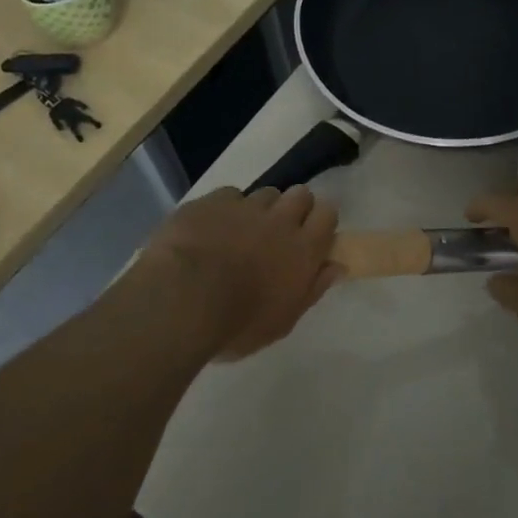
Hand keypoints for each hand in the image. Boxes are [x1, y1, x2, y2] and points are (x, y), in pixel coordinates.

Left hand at [139, 186, 340, 360]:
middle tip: (278, 232)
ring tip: (241, 231)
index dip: (321, 220)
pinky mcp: (212, 200)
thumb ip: (312, 289)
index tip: (311, 235)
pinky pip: (228, 196)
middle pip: (300, 194)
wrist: (181, 300)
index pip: (328, 215)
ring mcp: (245, 206)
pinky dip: (225, 209)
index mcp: (304, 250)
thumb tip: (336, 266)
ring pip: (265, 193)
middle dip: (294, 207)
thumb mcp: (282, 321)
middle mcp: (281, 220)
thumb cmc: (237, 324)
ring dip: (260, 208)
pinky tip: (210, 229)